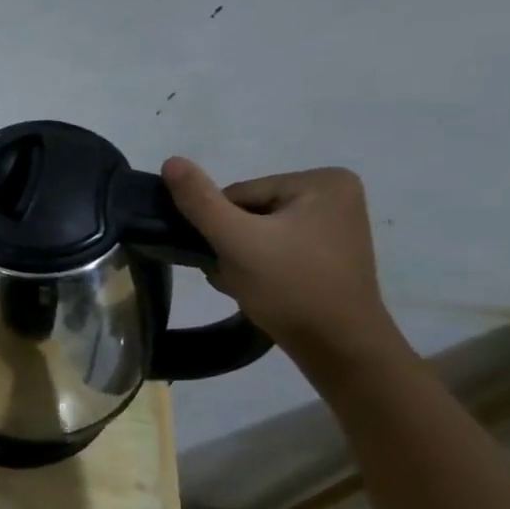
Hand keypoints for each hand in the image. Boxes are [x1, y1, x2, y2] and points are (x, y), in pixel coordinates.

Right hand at [161, 158, 403, 364]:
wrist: (338, 348)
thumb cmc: (291, 287)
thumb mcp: (237, 241)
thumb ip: (200, 201)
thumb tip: (171, 160)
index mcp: (322, 181)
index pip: (240, 194)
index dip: (222, 227)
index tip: (228, 257)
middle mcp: (335, 194)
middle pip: (249, 212)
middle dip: (232, 244)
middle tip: (237, 275)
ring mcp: (335, 224)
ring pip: (258, 232)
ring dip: (240, 257)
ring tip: (248, 284)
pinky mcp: (329, 252)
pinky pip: (276, 247)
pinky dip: (259, 266)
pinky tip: (260, 288)